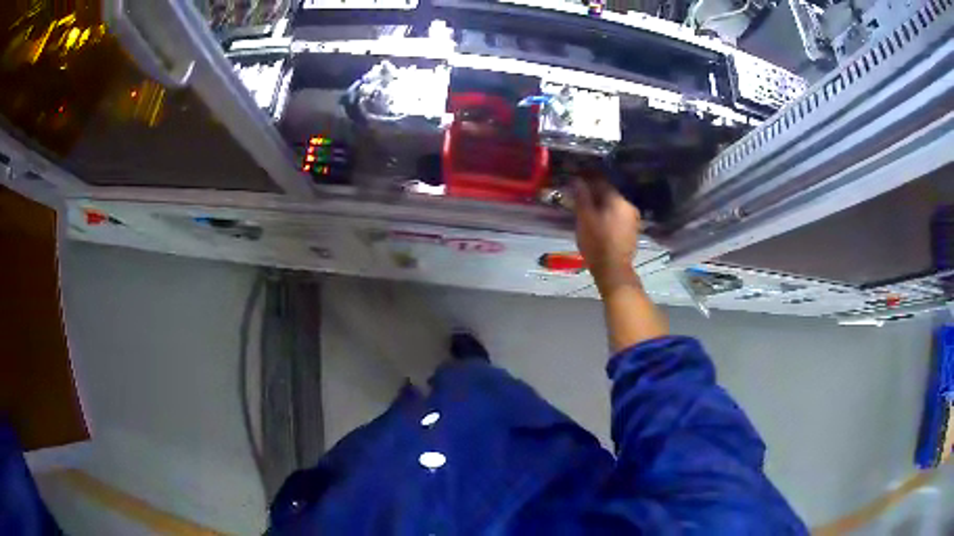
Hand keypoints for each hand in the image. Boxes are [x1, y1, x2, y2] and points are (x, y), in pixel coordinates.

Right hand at [573, 177, 641, 291]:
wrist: (614, 270)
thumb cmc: (597, 243)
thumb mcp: (584, 218)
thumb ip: (582, 196)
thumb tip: (577, 179)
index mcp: (617, 199)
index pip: (601, 180)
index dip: (587, 177)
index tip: (576, 176)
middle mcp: (628, 205)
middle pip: (608, 192)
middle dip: (594, 191)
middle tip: (579, 194)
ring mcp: (633, 218)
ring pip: (613, 204)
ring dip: (601, 203)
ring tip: (587, 208)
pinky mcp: (632, 230)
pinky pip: (618, 215)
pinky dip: (608, 214)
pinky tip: (599, 220)